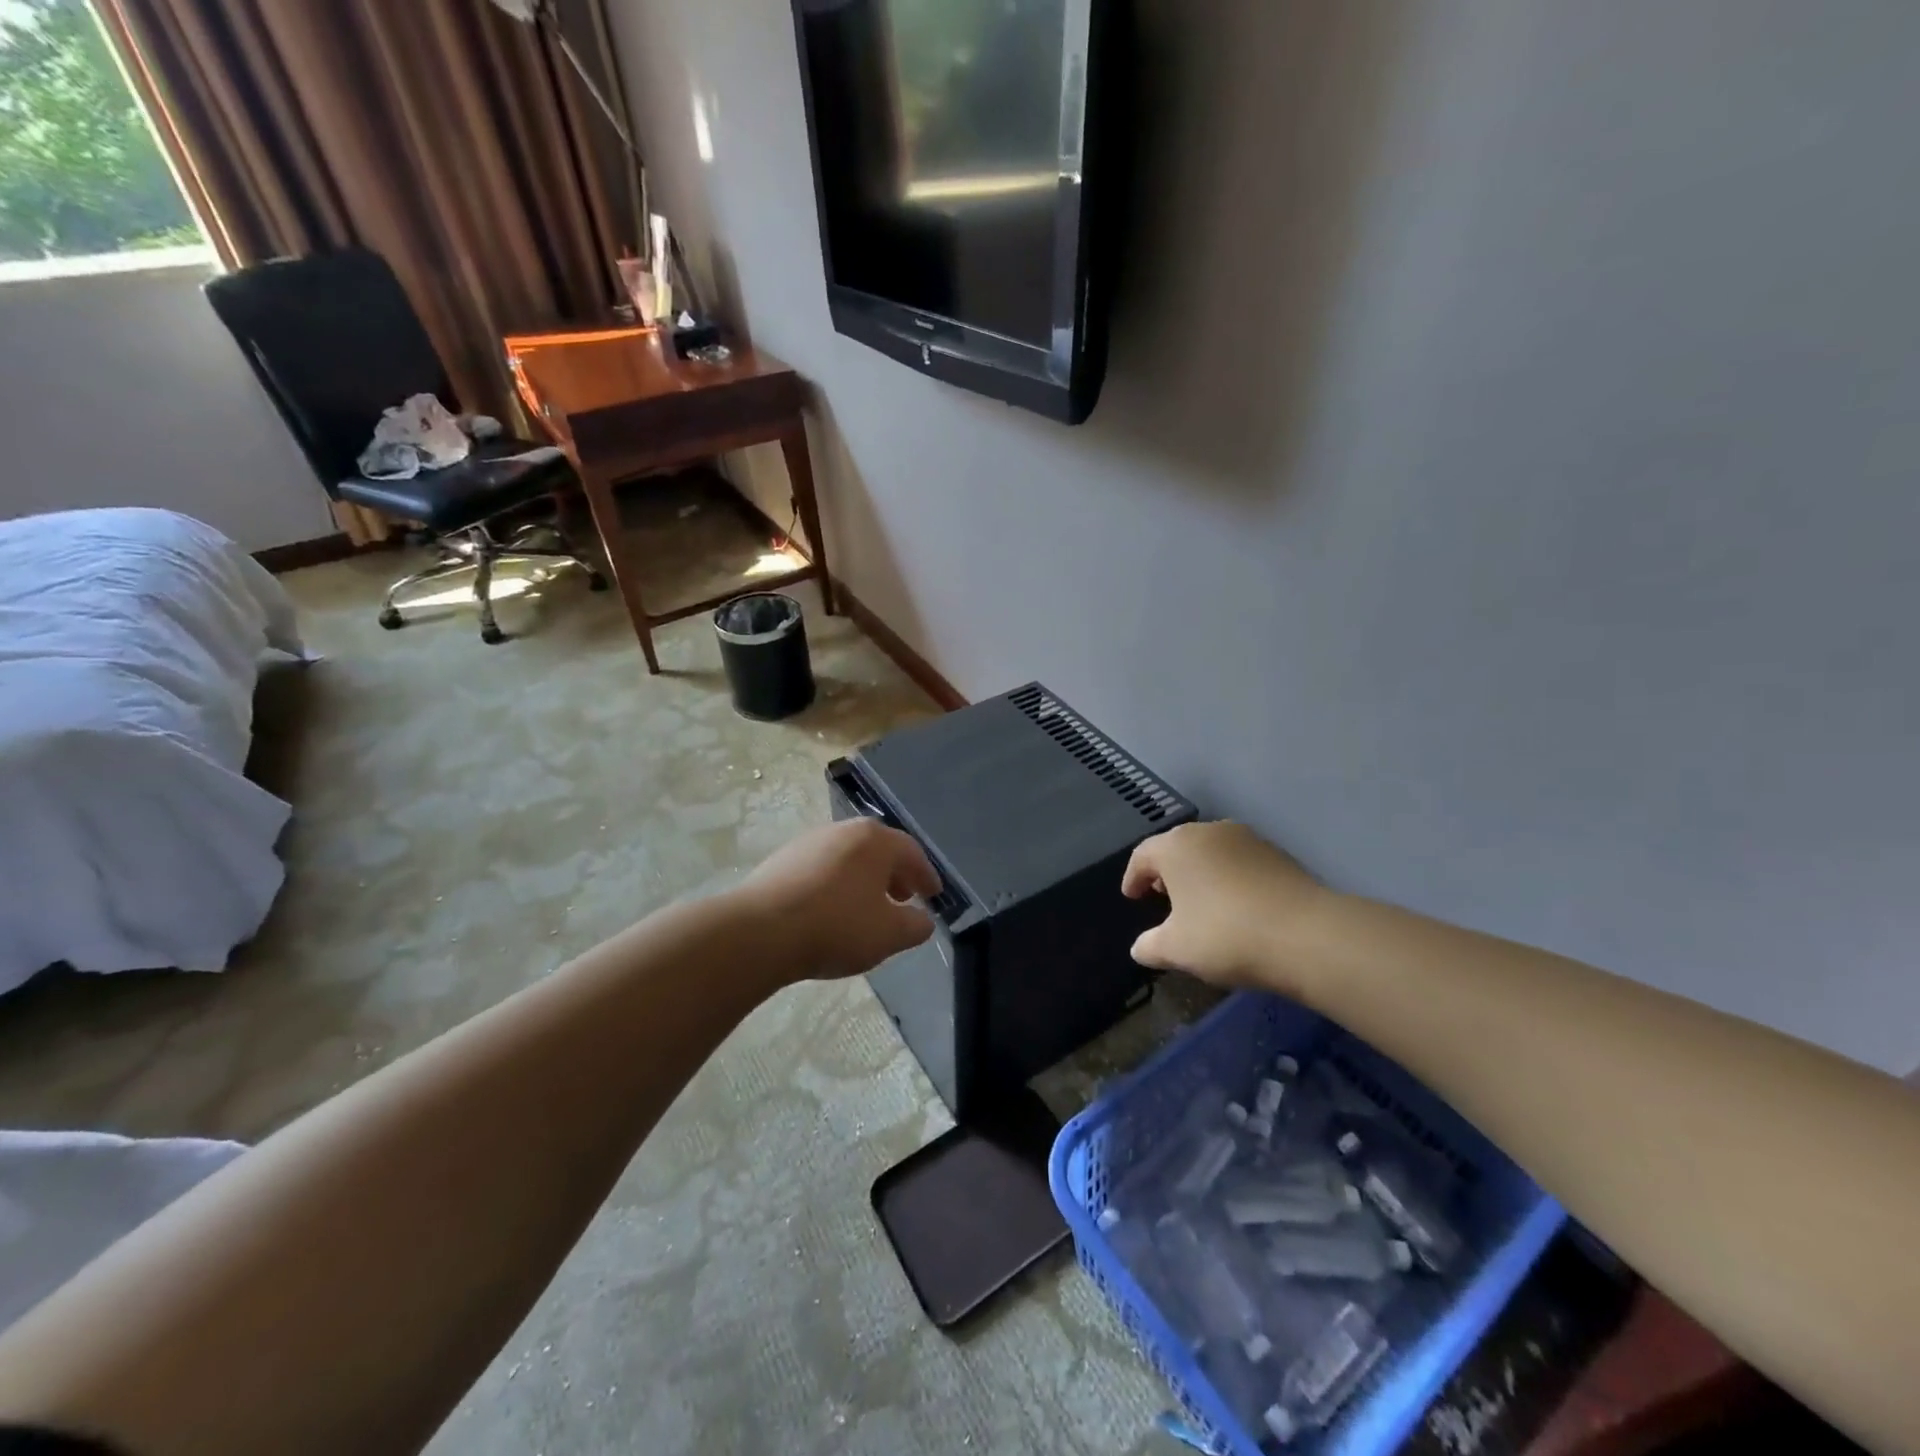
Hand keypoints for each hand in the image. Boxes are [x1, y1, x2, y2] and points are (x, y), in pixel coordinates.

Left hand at [738, 818, 941, 981]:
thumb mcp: (889, 934)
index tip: (934, 895)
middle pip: (879, 850)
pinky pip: (822, 870)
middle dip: (895, 875)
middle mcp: (843, 831)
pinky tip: (832, 911)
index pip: (912, 853)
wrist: (760, 932)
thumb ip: (915, 925)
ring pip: (848, 859)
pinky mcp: (782, 860)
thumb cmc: (836, 926)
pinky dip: (836, 885)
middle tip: (904, 899)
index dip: (926, 876)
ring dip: (864, 880)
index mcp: (875, 840)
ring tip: (867, 909)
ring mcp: (809, 842)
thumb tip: (922, 920)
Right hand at [1121, 821, 1324, 993]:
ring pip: (1210, 851)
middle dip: (1166, 871)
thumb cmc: (1225, 935)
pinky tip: (1235, 905)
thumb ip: (1150, 946)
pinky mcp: (1278, 853)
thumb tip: (1139, 948)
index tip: (1132, 897)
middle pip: (1177, 847)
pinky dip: (1229, 877)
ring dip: (1200, 872)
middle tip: (1162, 897)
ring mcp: (1247, 838)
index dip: (1133, 877)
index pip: (1143, 855)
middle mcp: (1208, 832)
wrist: (1306, 935)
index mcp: (1175, 846)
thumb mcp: (1176, 949)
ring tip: (1200, 901)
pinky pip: (1239, 861)